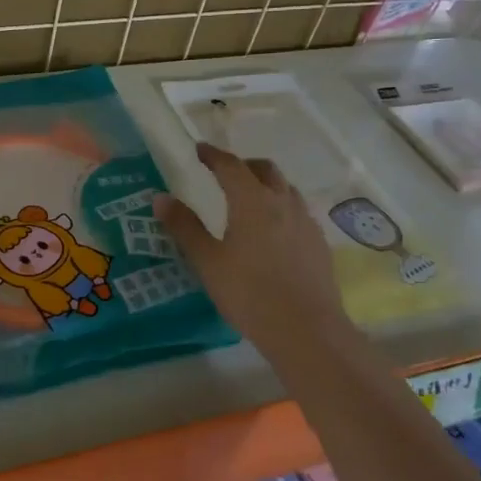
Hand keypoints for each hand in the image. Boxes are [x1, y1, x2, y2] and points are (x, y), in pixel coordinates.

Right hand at [156, 142, 351, 365]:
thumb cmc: (249, 293)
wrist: (306, 330)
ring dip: (266, 185)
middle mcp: (282, 202)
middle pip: (264, 169)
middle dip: (243, 165)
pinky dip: (281, 208)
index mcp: (252, 201)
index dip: (213, 155)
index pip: (230, 166)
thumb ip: (184, 227)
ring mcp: (306, 222)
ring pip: (285, 189)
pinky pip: (298, 212)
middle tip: (225, 174)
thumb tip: (160, 198)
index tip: (199, 150)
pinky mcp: (319, 244)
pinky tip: (274, 232)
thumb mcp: (207, 262)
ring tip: (250, 200)